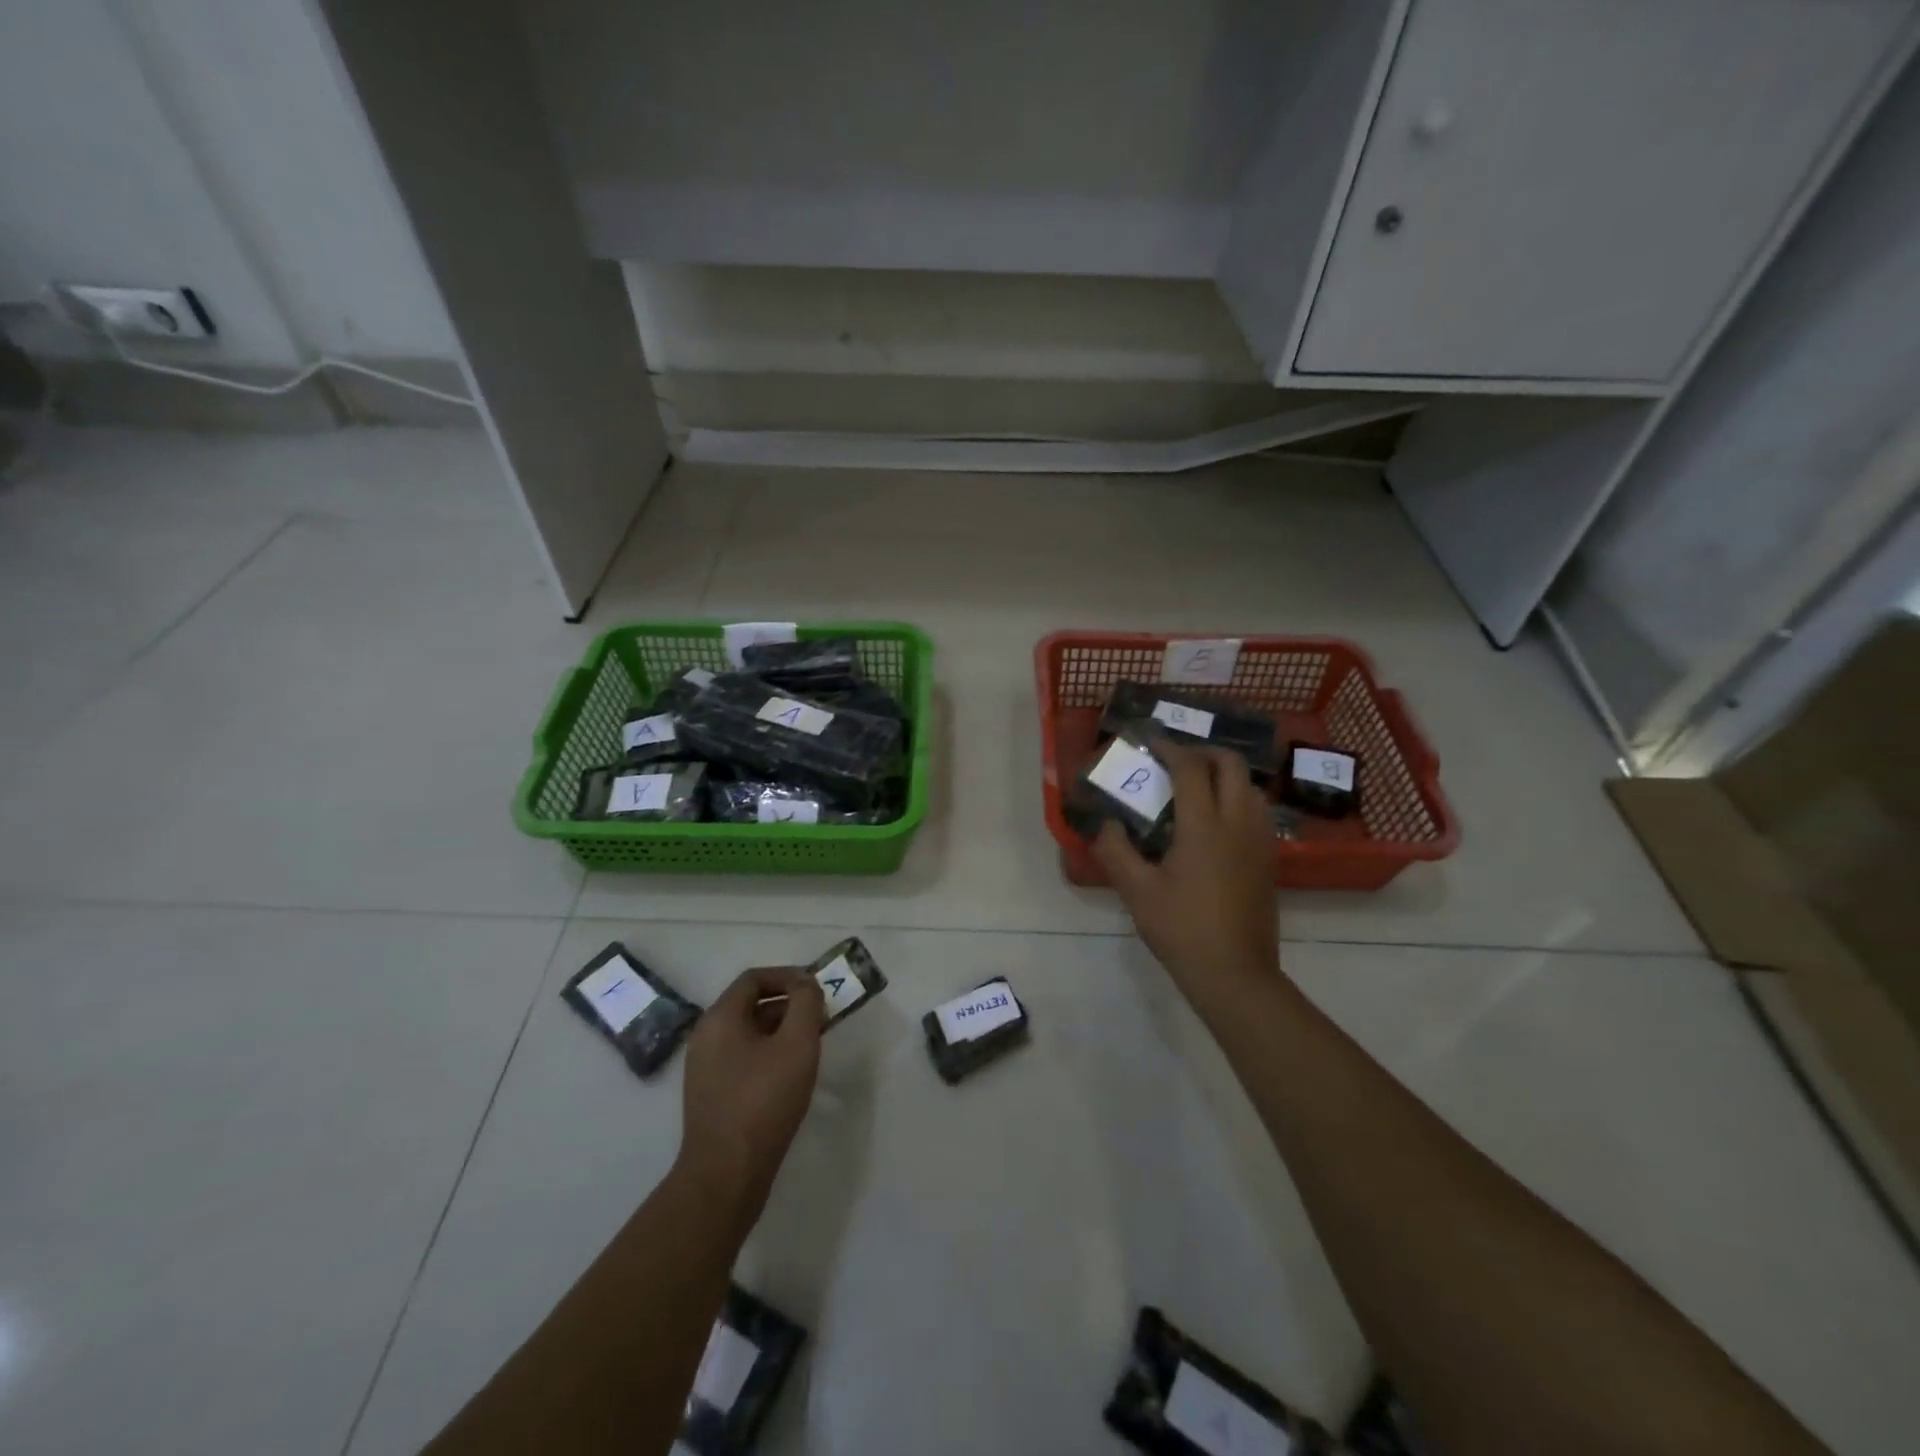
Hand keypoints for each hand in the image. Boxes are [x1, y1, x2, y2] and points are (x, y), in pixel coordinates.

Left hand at [676, 966, 825, 1228]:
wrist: (725, 1175)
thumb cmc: (763, 1101)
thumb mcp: (796, 1044)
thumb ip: (806, 1004)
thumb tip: (806, 984)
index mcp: (719, 1018)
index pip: (754, 978)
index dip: (789, 976)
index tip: (817, 990)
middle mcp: (706, 1037)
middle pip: (751, 1004)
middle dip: (789, 1005)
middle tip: (821, 1019)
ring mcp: (705, 1068)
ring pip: (748, 1033)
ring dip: (781, 1030)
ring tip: (811, 1046)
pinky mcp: (712, 1094)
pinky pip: (743, 1058)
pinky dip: (769, 1054)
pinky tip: (791, 1075)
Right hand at [1091, 741, 1278, 993]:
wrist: (1235, 974)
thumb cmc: (1182, 930)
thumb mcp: (1137, 892)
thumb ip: (1116, 851)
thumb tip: (1105, 824)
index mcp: (1204, 826)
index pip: (1190, 768)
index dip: (1169, 748)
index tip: (1150, 743)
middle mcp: (1238, 823)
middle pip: (1231, 765)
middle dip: (1202, 752)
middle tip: (1175, 760)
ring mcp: (1259, 841)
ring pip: (1249, 786)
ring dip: (1223, 774)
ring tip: (1194, 787)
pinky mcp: (1268, 859)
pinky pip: (1256, 810)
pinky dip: (1236, 798)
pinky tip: (1214, 822)